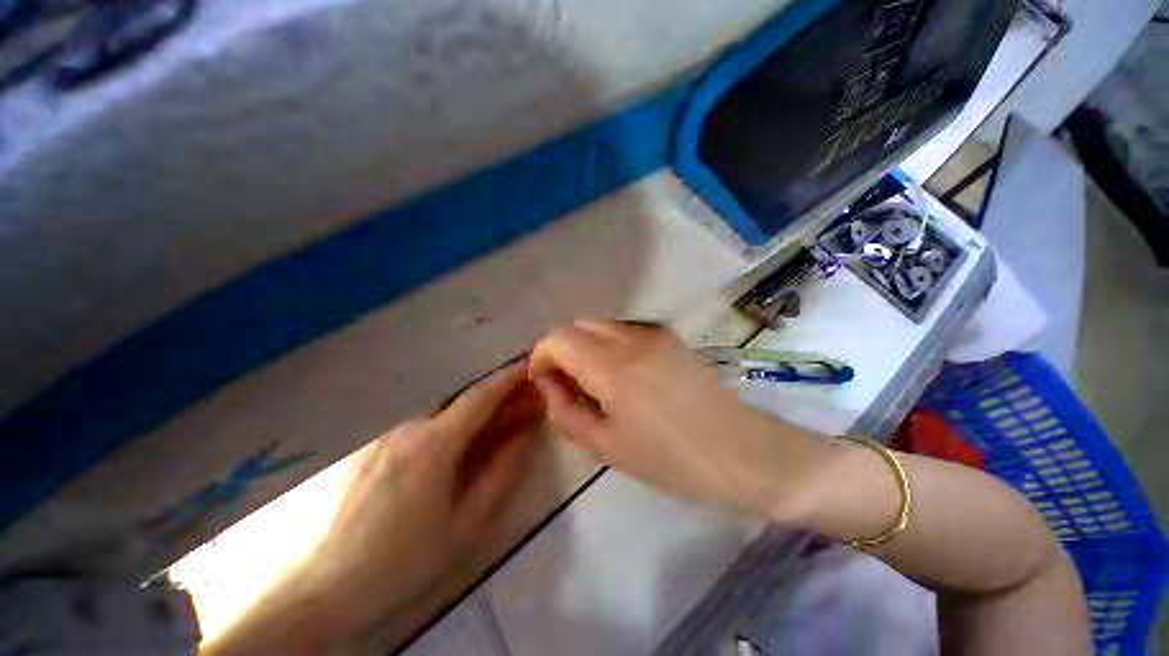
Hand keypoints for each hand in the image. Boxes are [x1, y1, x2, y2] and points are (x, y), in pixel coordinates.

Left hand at [213, 363, 541, 652]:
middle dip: (494, 401)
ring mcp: (383, 435)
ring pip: (440, 415)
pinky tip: (446, 454)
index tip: (529, 368)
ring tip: (488, 432)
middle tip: (519, 408)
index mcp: (434, 444)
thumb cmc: (403, 562)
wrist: (324, 590)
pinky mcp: (368, 447)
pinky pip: (418, 427)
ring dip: (469, 416)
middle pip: (462, 403)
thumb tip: (525, 436)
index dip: (508, 379)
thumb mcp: (466, 525)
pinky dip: (444, 428)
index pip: (481, 396)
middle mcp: (407, 427)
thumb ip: (502, 474)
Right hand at [528, 320, 830, 522]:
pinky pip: (624, 331)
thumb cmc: (673, 460)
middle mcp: (632, 338)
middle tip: (570, 386)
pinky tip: (624, 377)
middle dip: (564, 351)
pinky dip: (609, 346)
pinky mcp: (670, 337)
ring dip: (587, 347)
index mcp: (614, 366)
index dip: (542, 357)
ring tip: (597, 384)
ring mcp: (655, 333)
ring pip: (601, 326)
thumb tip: (550, 384)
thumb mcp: (607, 447)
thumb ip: (567, 411)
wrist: (745, 453)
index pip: (558, 339)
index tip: (544, 383)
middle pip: (578, 326)